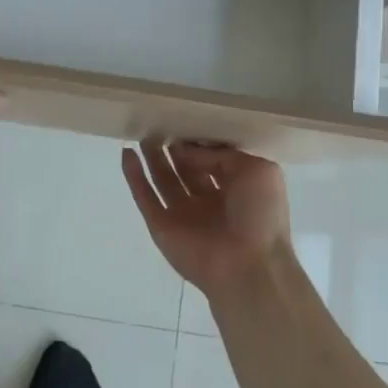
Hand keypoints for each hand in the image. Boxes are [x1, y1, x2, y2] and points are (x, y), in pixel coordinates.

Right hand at [121, 139, 291, 298]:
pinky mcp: (161, 225)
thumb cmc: (260, 215)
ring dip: (153, 158)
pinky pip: (145, 197)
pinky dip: (134, 177)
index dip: (199, 143)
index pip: (213, 160)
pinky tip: (127, 154)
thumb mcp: (257, 171)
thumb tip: (188, 150)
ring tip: (144, 134)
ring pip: (163, 180)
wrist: (247, 266)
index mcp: (237, 189)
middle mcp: (209, 201)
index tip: (185, 121)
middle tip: (161, 124)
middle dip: (174, 148)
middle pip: (186, 169)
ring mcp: (183, 214)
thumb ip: (222, 155)